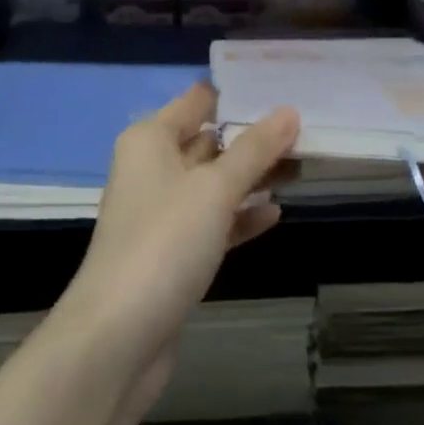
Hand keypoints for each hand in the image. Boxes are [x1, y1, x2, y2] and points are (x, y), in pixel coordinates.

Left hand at [57, 83, 296, 412]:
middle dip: (253, 138)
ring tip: (301, 168)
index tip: (283, 86)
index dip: (237, 93)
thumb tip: (289, 112)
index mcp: (151, 139)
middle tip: (306, 131)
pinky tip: (275, 215)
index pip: (198, 100)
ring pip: (214, 184)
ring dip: (252, 178)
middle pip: (209, 141)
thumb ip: (254, 150)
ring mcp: (161, 213)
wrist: (118, 338)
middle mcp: (152, 168)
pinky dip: (240, 217)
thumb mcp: (214, 189)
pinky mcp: (172, 253)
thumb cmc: (164, 243)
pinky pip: (212, 222)